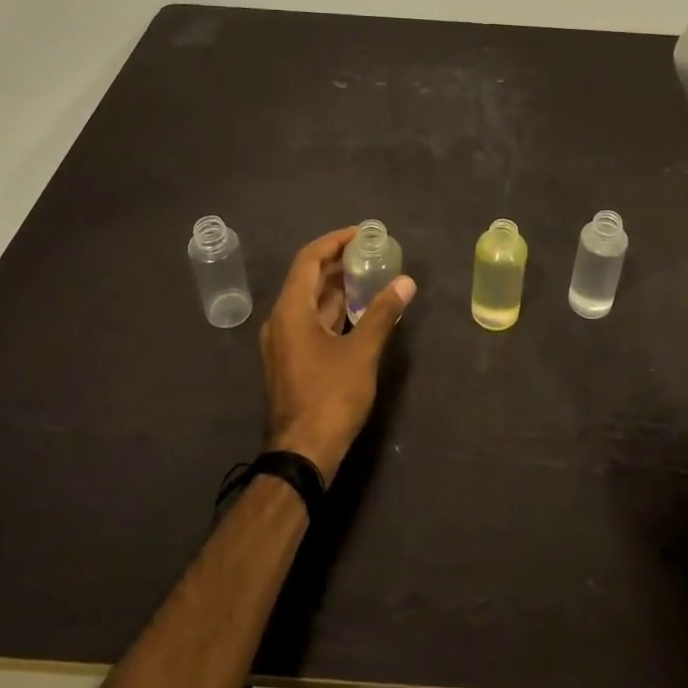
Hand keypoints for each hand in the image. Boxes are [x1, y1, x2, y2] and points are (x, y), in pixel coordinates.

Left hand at [260, 227, 415, 482]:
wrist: (302, 454)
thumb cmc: (330, 397)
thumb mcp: (362, 352)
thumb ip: (382, 313)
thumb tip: (406, 281)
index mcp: (291, 311)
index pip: (309, 259)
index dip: (335, 241)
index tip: (362, 233)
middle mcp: (280, 321)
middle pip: (307, 278)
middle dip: (339, 262)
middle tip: (372, 253)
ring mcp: (283, 343)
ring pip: (310, 302)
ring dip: (337, 287)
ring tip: (371, 276)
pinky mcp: (291, 361)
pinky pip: (310, 322)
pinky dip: (333, 310)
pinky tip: (358, 312)